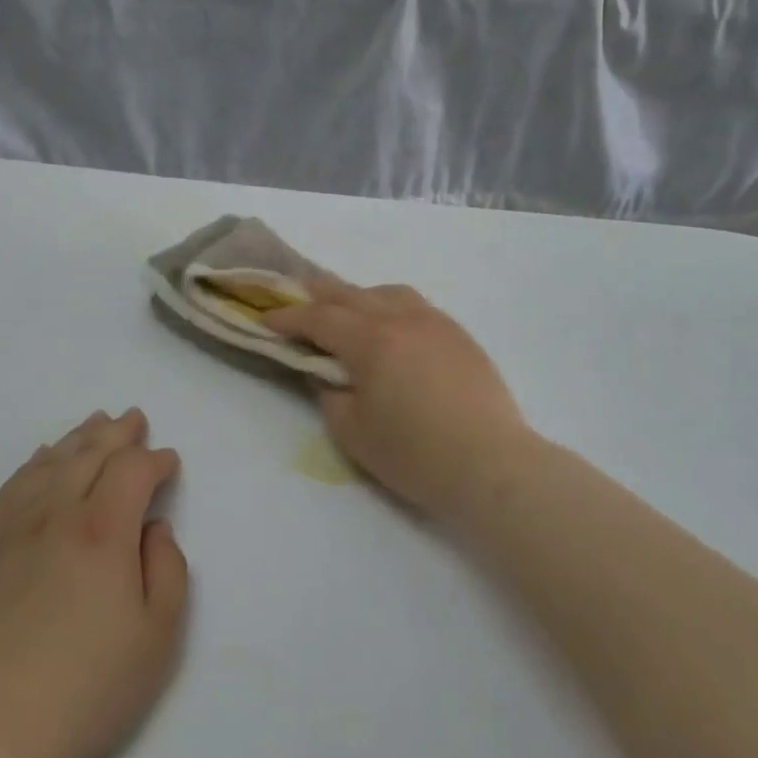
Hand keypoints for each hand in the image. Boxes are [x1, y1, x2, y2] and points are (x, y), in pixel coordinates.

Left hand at [0, 409, 188, 757]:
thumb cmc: (83, 692)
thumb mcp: (156, 638)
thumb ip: (167, 570)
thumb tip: (154, 528)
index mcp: (101, 531)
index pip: (132, 470)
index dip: (155, 460)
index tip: (169, 464)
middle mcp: (53, 515)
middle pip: (89, 455)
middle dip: (118, 434)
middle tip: (134, 419)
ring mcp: (6, 532)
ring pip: (47, 465)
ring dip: (76, 440)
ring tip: (93, 424)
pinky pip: (8, 490)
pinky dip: (31, 465)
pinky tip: (39, 461)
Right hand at [264, 281, 536, 523]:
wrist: (491, 465)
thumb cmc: (415, 454)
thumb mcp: (353, 432)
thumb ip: (330, 394)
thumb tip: (327, 372)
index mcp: (372, 340)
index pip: (319, 318)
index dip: (289, 318)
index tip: (266, 321)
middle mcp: (402, 319)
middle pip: (351, 294)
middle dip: (317, 294)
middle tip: (294, 297)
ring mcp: (436, 323)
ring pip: (388, 292)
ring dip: (358, 296)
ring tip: (345, 311)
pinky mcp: (459, 336)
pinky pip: (416, 305)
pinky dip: (390, 306)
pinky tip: (391, 327)